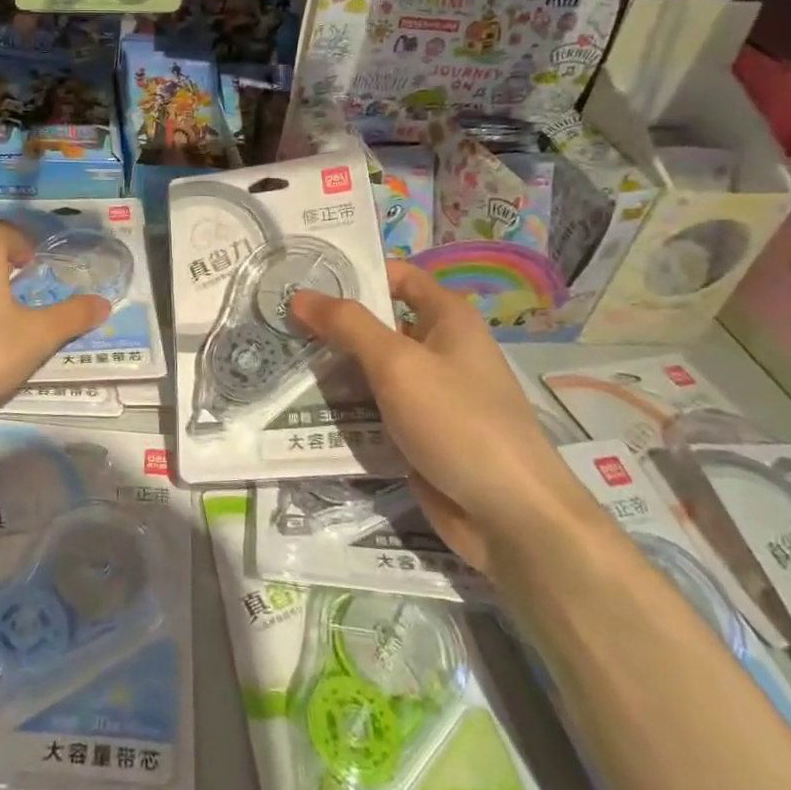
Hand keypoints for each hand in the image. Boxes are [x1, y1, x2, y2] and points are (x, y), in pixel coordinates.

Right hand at [291, 262, 604, 576]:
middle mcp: (441, 349)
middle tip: (279, 321)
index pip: (397, 276)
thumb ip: (347, 326)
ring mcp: (430, 394)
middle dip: (333, 324)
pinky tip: (305, 406)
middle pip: (379, 324)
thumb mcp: (397, 363)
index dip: (355, 272)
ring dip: (334, 368)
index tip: (305, 276)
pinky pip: (376, 409)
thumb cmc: (458, 422)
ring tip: (280, 360)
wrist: (511, 517)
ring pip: (372, 370)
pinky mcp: (419, 434)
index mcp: (448, 318)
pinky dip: (347, 407)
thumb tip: (300, 296)